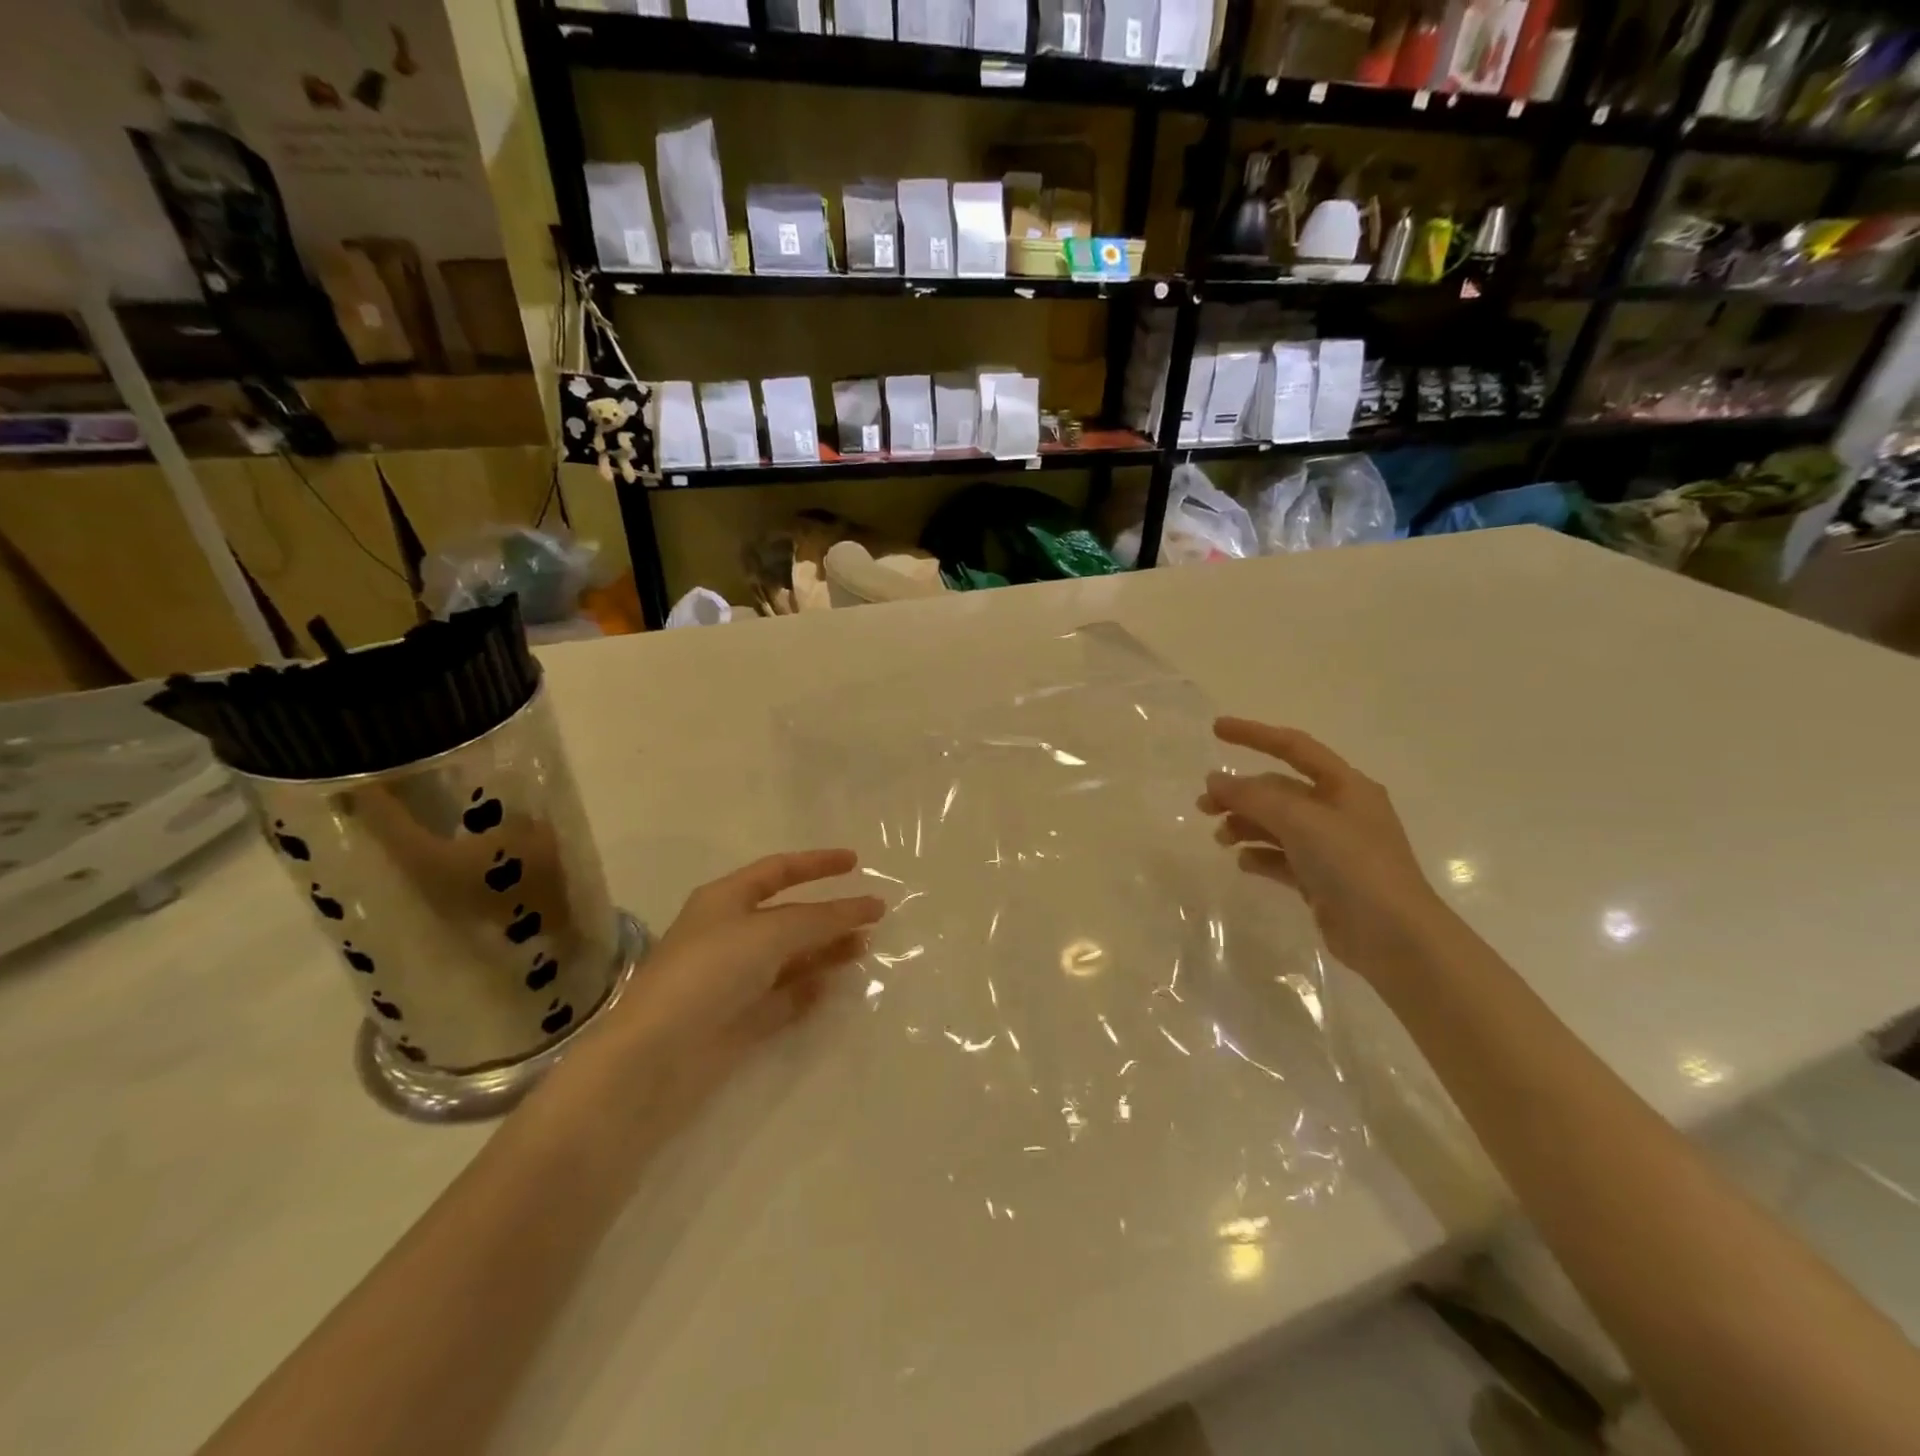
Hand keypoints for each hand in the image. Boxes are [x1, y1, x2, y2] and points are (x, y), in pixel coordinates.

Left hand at [557, 850, 884, 1111]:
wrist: (654, 1056)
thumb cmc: (710, 972)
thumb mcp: (771, 932)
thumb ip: (823, 918)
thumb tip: (868, 907)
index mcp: (725, 900)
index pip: (779, 870)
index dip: (817, 863)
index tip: (856, 863)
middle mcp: (729, 934)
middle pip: (789, 916)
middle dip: (829, 914)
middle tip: (873, 916)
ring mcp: (733, 979)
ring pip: (790, 958)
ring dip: (826, 950)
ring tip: (865, 948)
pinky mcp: (738, 1020)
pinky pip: (783, 997)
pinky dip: (808, 990)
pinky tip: (833, 988)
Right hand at [1197, 718, 1451, 979]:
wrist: (1394, 938)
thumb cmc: (1353, 865)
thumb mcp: (1300, 821)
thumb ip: (1253, 797)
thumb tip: (1214, 780)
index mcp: (1345, 786)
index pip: (1294, 747)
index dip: (1254, 735)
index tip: (1215, 730)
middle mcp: (1340, 811)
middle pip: (1279, 789)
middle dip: (1240, 793)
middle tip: (1203, 805)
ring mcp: (1333, 847)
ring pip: (1277, 824)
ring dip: (1246, 825)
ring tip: (1221, 839)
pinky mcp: (1323, 880)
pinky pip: (1283, 858)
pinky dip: (1261, 856)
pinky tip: (1244, 863)